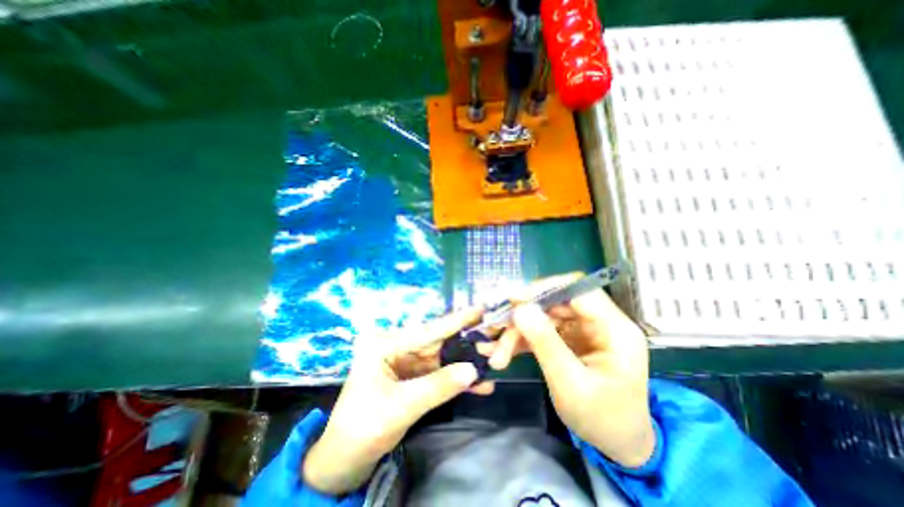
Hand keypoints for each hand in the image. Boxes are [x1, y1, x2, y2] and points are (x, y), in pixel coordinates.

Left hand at [303, 307, 492, 493]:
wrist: (345, 459)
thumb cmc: (363, 427)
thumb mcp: (401, 406)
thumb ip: (438, 386)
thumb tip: (474, 369)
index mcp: (385, 343)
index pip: (427, 331)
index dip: (456, 321)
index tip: (480, 309)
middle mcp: (397, 346)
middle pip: (437, 342)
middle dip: (466, 343)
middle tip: (493, 338)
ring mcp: (406, 361)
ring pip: (442, 358)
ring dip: (466, 363)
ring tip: (493, 361)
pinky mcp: (413, 377)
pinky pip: (439, 374)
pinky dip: (457, 380)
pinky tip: (479, 384)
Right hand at [492, 276, 652, 468]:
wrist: (617, 444)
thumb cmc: (602, 419)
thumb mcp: (570, 384)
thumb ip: (545, 343)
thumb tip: (520, 308)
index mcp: (614, 329)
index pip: (578, 290)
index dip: (545, 288)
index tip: (514, 299)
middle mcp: (599, 322)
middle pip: (555, 302)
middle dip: (524, 316)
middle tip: (497, 328)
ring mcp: (582, 329)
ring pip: (543, 315)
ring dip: (518, 332)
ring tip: (497, 353)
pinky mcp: (569, 338)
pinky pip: (542, 329)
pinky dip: (522, 339)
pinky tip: (505, 353)